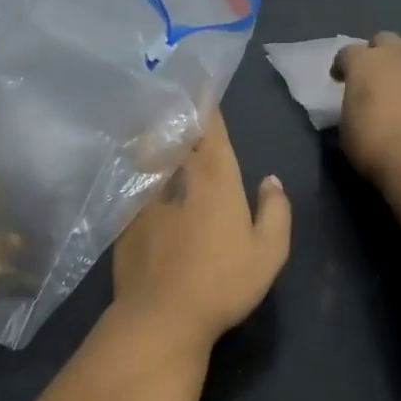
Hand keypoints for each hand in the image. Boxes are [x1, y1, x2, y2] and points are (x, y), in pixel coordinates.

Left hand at [111, 112, 291, 347]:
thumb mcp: (268, 252)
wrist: (161, 314)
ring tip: (154, 122)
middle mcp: (178, 174)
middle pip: (175, 131)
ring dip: (155, 133)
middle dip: (178, 113)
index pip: (210, 126)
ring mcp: (147, 192)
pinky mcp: (125, 213)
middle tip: (176, 97)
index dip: (206, 103)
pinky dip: (138, 165)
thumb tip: (270, 180)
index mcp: (215, 176)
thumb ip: (275, 210)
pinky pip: (134, 177)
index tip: (202, 85)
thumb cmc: (222, 282)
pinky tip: (138, 168)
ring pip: (151, 150)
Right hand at [332, 33, 400, 189]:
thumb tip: (357, 107)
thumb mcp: (346, 126)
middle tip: (369, 76)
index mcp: (363, 62)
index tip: (339, 80)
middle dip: (374, 53)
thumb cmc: (372, 142)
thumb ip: (350, 106)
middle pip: (383, 40)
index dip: (341, 65)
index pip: (347, 52)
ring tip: (394, 81)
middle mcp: (394, 56)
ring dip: (399, 60)